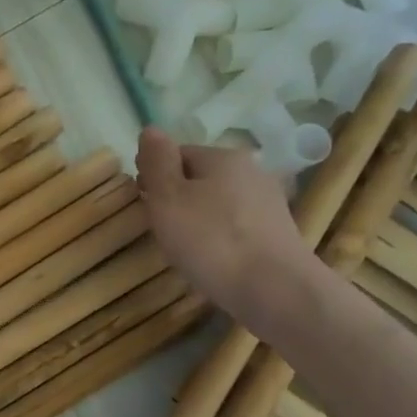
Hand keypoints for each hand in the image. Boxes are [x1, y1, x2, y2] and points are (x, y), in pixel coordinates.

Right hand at [136, 127, 316, 332]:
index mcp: (223, 157)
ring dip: (197, 219)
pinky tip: (211, 259)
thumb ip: (157, 163)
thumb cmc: (211, 241)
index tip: (141, 203)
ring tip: (182, 248)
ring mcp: (268, 202)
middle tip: (158, 228)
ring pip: (219, 203)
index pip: (178, 154)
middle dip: (177, 198)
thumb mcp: (168, 199)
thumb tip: (150, 129)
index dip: (154, 175)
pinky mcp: (276, 233)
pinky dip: (218, 237)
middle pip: (200, 178)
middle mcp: (251, 171)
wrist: (273, 288)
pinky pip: (235, 226)